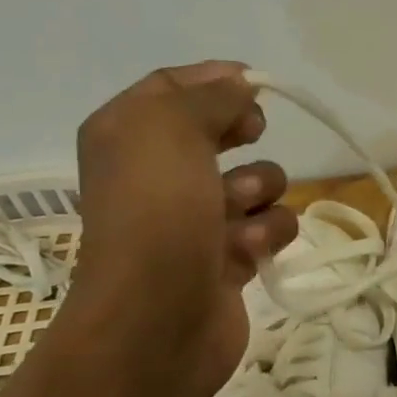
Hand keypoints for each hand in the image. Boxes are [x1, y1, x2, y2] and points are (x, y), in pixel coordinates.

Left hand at [68, 61, 296, 396]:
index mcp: (128, 134)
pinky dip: (266, 234)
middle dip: (243, 133)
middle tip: (250, 134)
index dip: (218, 79)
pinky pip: (269, 226)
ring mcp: (195, 217)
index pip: (174, 86)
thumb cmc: (158, 212)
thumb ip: (211, 95)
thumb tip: (242, 85)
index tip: (259, 83)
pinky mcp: (228, 256)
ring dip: (259, 191)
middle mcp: (158, 172)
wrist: (158, 317)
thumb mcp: (173, 129)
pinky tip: (247, 251)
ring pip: (256, 181)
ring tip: (237, 215)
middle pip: (218, 130)